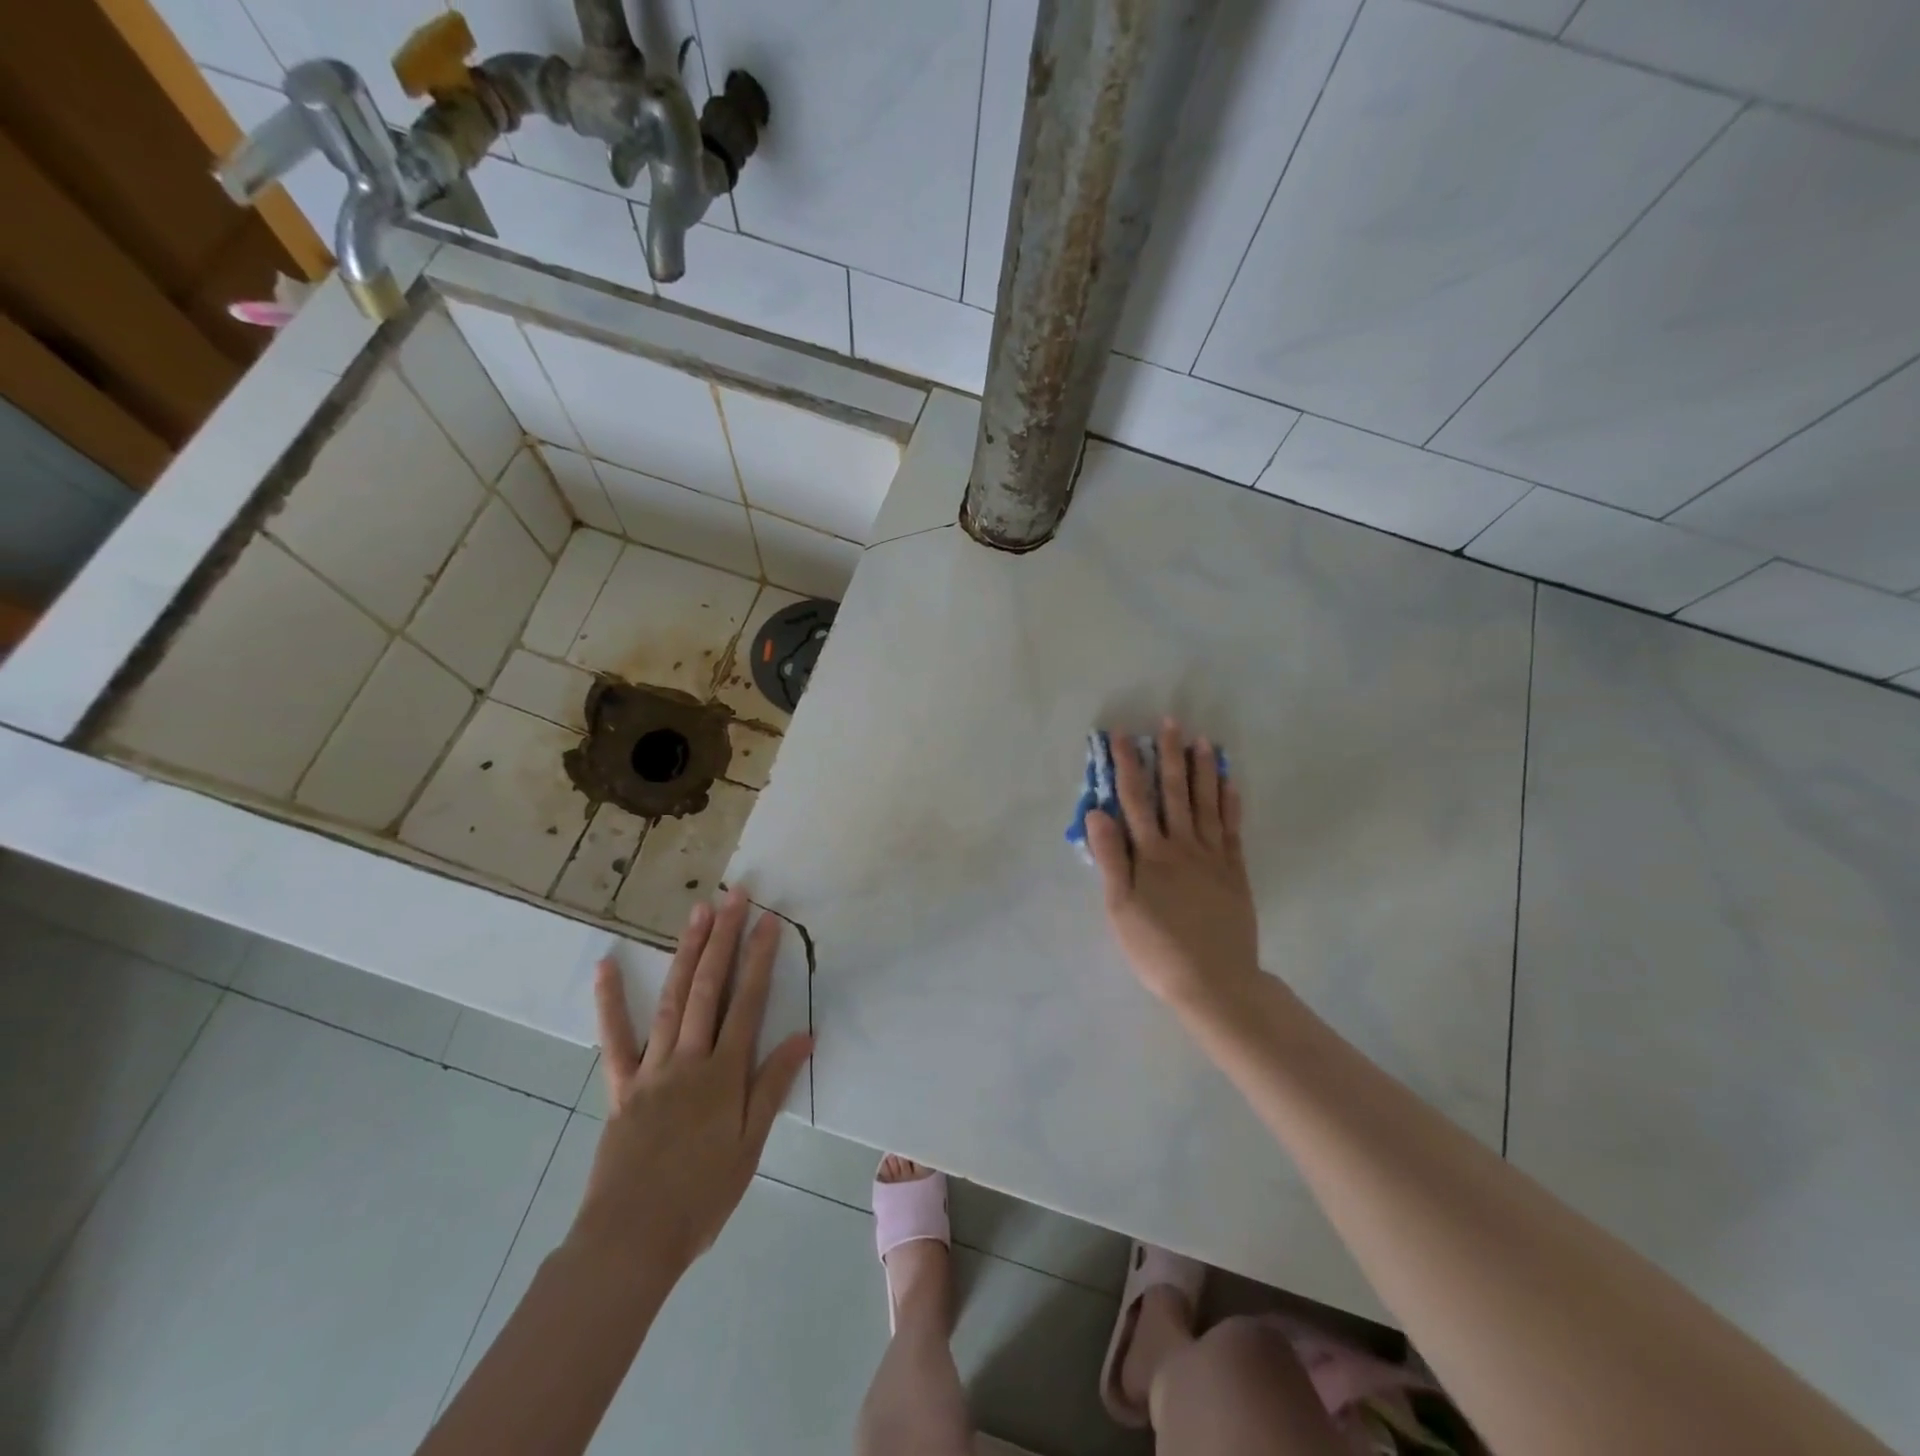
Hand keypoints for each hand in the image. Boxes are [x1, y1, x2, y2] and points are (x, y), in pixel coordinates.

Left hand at [569, 889, 813, 1280]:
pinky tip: (606, 966)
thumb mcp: (750, 1145)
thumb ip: (773, 1086)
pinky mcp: (621, 1086)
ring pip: (671, 1000)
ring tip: (697, 914)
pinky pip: (615, 1039)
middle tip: (734, 897)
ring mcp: (652, 1069)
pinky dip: (610, 1001)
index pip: (747, 1003)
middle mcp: (689, 1059)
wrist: (631, 1240)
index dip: (759, 959)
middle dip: (724, 939)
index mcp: (724, 1074)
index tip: (768, 921)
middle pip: (708, 989)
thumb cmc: (702, 1195)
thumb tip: (803, 1036)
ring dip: (686, 953)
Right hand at [1086, 720, 1260, 1014]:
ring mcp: (1212, 857)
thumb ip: (1110, 858)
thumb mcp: (1120, 908)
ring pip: (1206, 803)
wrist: (1214, 981)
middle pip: (1174, 792)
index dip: (1128, 766)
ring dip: (1202, 770)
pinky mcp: (1234, 871)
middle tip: (1170, 722)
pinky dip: (1230, 803)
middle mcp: (1182, 846)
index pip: (1135, 800)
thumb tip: (1098, 812)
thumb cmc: (1156, 949)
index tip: (1122, 736)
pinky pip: (1231, 829)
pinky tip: (1229, 783)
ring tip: (1202, 740)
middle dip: (1169, 755)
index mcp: (1150, 854)